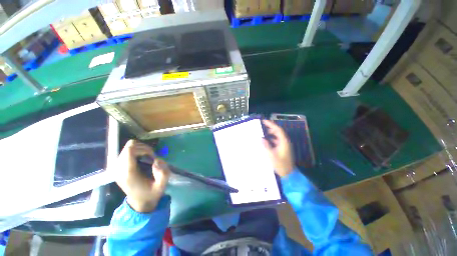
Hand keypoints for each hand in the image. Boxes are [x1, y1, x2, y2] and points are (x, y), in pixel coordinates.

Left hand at [115, 140, 169, 212]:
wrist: (139, 203)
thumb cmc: (151, 194)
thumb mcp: (161, 186)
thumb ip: (163, 173)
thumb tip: (156, 161)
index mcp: (128, 174)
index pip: (130, 150)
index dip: (144, 148)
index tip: (153, 155)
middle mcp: (119, 169)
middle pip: (129, 147)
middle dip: (143, 148)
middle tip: (152, 156)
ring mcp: (117, 168)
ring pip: (127, 148)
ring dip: (140, 149)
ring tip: (148, 157)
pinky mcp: (118, 167)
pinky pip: (126, 152)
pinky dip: (137, 151)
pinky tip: (142, 158)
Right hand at [262, 120, 293, 176]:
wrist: (288, 174)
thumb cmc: (280, 165)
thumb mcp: (272, 155)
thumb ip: (266, 146)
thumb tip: (261, 138)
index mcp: (283, 142)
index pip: (278, 130)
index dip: (271, 124)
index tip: (264, 121)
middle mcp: (285, 142)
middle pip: (278, 132)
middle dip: (271, 128)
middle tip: (263, 126)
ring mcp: (285, 146)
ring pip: (278, 136)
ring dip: (271, 133)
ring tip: (264, 132)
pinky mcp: (283, 149)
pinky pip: (277, 141)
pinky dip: (272, 139)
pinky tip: (267, 141)